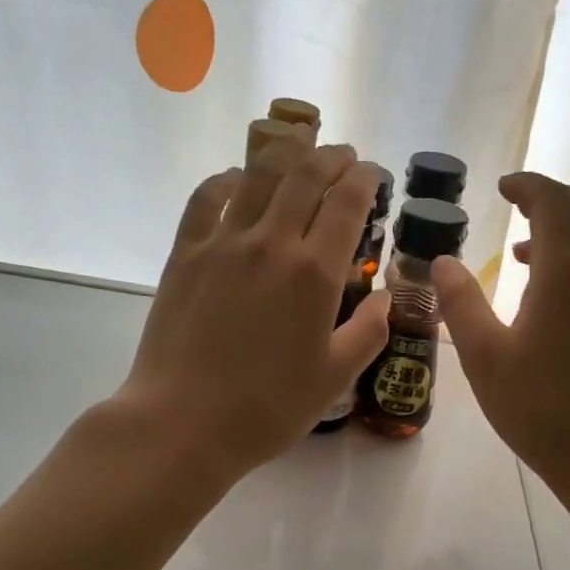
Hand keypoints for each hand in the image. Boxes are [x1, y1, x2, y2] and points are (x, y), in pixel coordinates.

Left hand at [112, 145, 388, 483]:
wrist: (183, 422)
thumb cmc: (267, 407)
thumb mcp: (334, 378)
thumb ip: (369, 332)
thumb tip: (385, 299)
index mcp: (314, 273)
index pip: (347, 202)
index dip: (365, 179)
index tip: (374, 174)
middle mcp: (271, 243)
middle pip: (305, 176)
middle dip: (331, 157)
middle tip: (345, 156)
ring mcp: (222, 243)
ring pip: (258, 176)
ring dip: (285, 153)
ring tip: (300, 147)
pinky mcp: (185, 253)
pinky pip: (206, 197)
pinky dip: (227, 179)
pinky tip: (237, 180)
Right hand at [433, 173, 569, 505]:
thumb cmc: (543, 411)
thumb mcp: (486, 359)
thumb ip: (461, 304)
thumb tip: (444, 262)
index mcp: (568, 272)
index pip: (554, 201)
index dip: (528, 185)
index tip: (503, 186)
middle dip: (552, 198)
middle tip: (517, 205)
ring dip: (566, 233)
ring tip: (524, 256)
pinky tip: (556, 303)